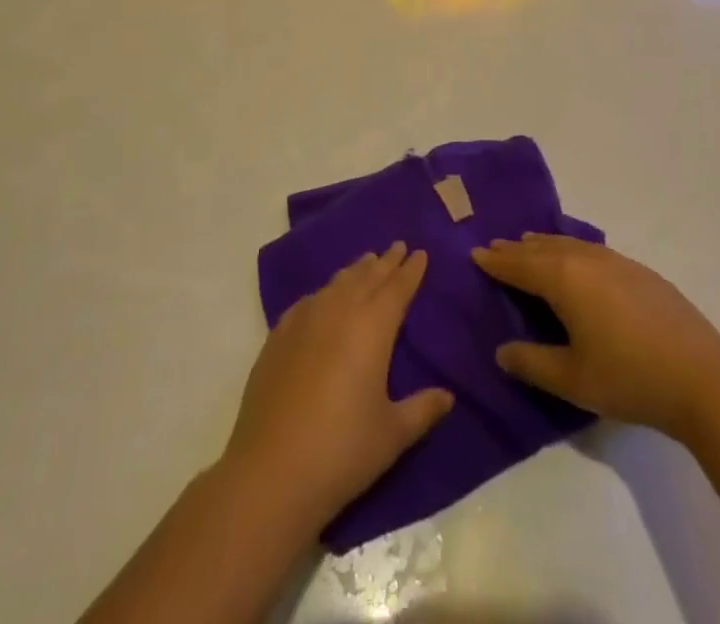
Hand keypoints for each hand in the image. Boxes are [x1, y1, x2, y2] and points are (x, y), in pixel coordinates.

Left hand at [223, 241, 453, 532]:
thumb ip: (423, 410)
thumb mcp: (393, 434)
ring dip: (355, 271)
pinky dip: (324, 292)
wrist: (271, 473)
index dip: (410, 270)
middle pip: (367, 277)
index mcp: (373, 328)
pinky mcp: (278, 337)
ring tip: (366, 263)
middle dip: (385, 262)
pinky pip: (308, 301)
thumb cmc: (342, 452)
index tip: (419, 252)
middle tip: (397, 247)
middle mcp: (339, 312)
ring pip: (336, 283)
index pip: (397, 288)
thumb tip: (448, 396)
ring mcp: (304, 321)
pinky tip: (323, 298)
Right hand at [472, 234, 719, 441]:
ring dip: (545, 245)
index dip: (497, 262)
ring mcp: (617, 262)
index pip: (521, 266)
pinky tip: (577, 259)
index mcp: (565, 279)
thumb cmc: (629, 378)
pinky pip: (592, 250)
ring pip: (570, 245)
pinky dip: (572, 250)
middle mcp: (587, 259)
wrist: (702, 377)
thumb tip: (502, 351)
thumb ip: (532, 363)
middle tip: (496, 246)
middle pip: (543, 249)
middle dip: (518, 249)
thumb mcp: (572, 379)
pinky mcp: (640, 272)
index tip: (476, 253)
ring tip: (529, 244)